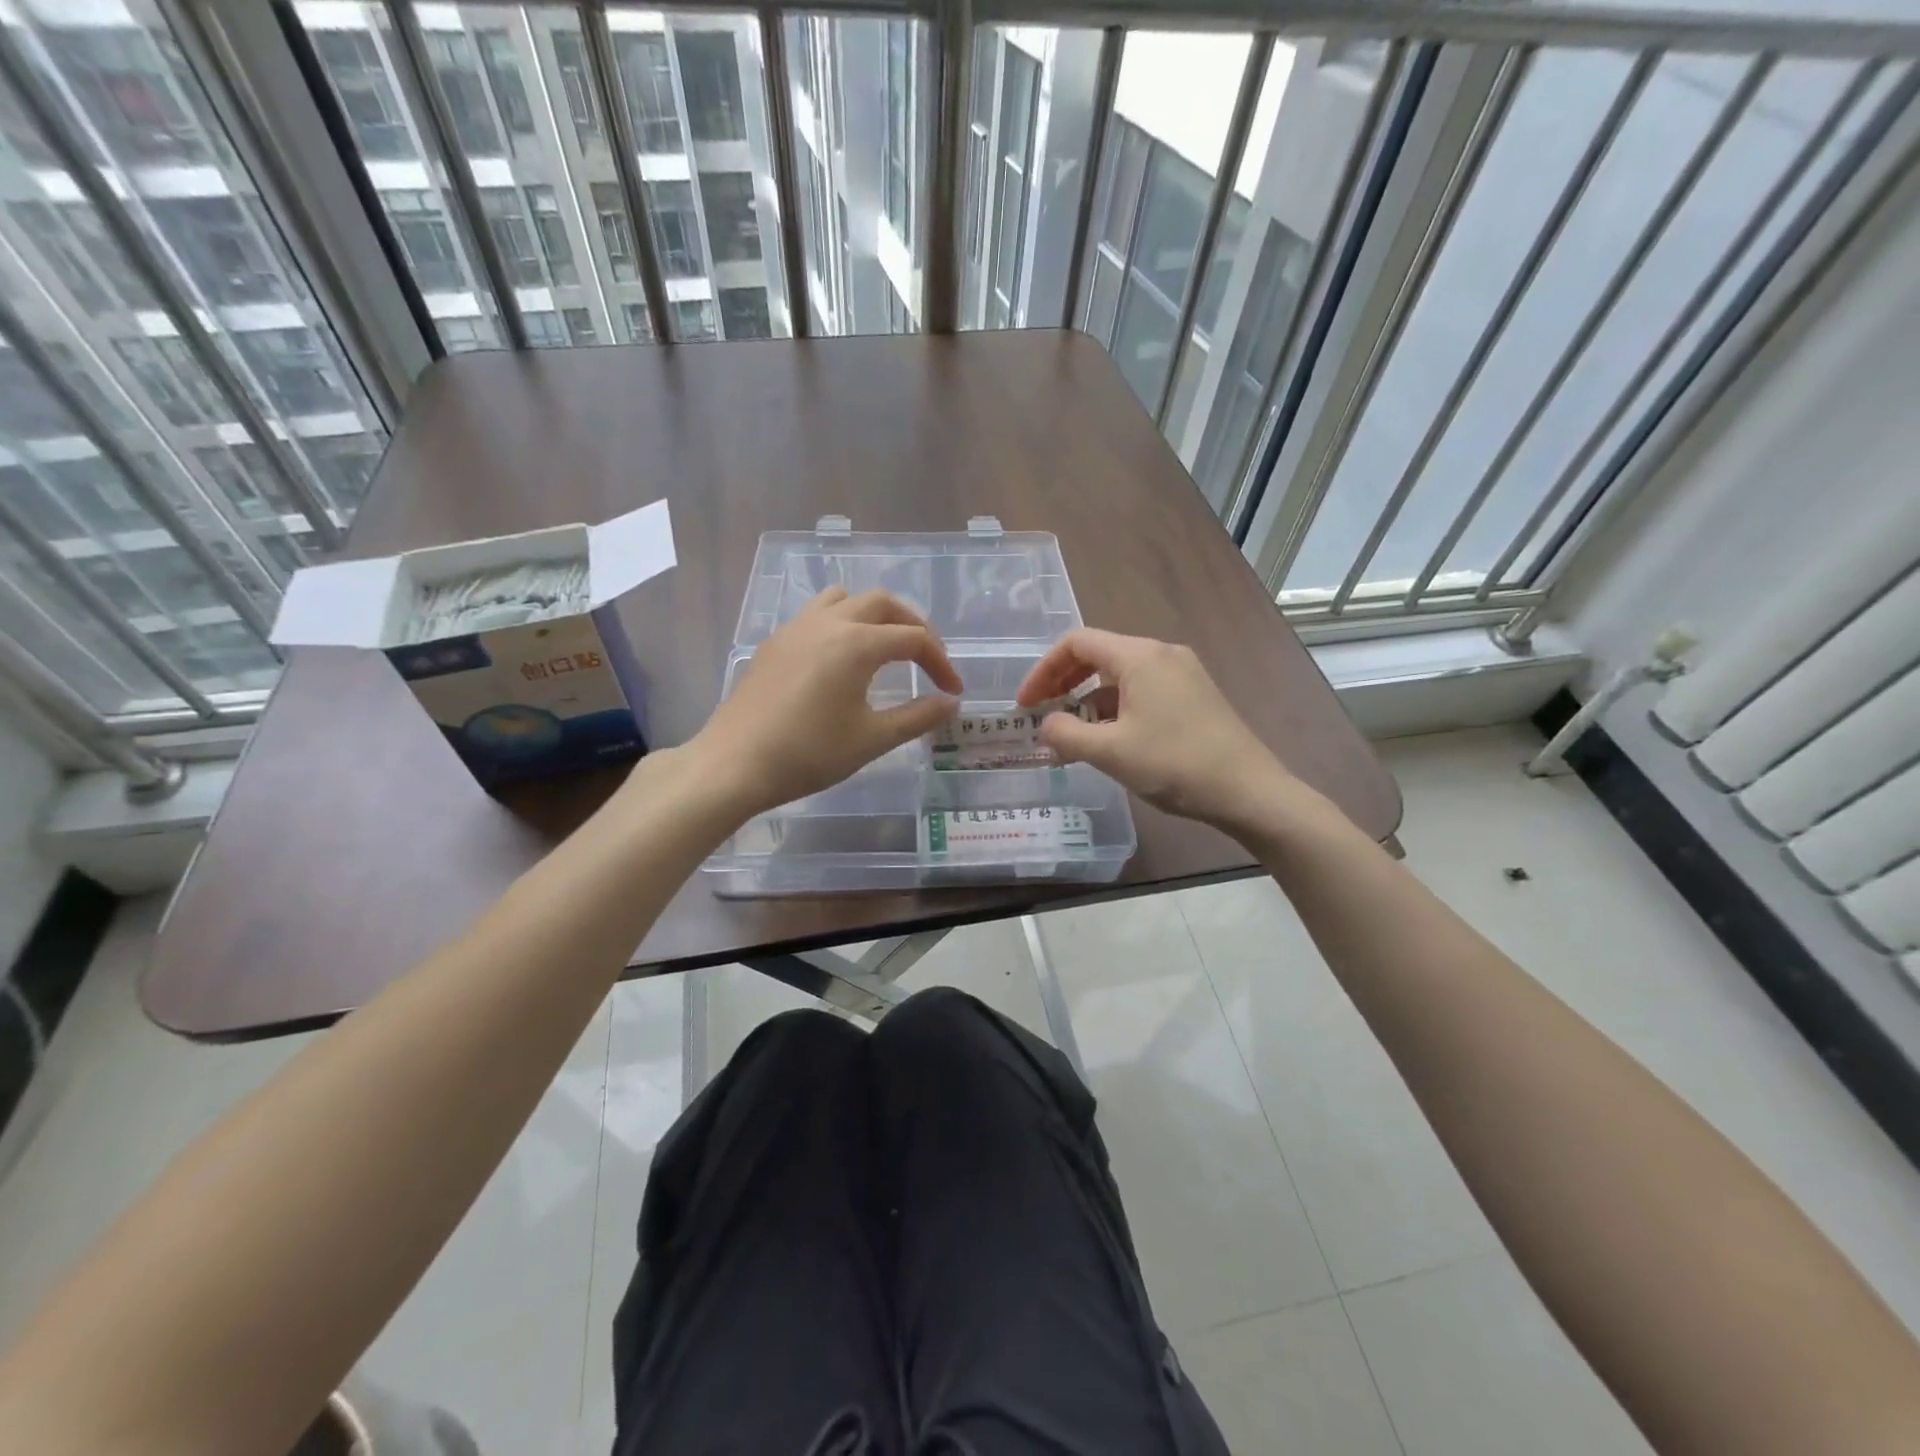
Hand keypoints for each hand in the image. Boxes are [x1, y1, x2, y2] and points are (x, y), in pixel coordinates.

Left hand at [691, 587, 962, 818]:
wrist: (735, 764)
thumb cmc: (809, 754)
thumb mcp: (871, 739)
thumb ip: (917, 717)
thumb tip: (951, 703)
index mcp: (857, 643)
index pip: (914, 639)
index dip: (940, 662)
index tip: (952, 691)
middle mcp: (828, 623)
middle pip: (882, 604)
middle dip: (912, 625)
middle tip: (927, 657)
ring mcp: (796, 629)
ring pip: (844, 599)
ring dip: (872, 614)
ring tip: (883, 646)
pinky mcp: (775, 643)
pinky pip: (816, 615)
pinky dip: (841, 623)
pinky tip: (839, 660)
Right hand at [1017, 628, 1300, 835]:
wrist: (1250, 791)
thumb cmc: (1175, 765)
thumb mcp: (1110, 753)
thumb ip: (1066, 734)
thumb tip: (1045, 726)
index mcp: (1140, 656)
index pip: (1077, 643)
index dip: (1043, 671)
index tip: (1026, 705)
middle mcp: (1161, 654)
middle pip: (1098, 655)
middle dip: (1063, 683)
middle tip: (1041, 716)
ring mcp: (1182, 674)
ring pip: (1120, 676)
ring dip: (1088, 700)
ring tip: (1070, 736)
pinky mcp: (1194, 696)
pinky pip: (1142, 691)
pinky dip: (1114, 709)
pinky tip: (1107, 740)